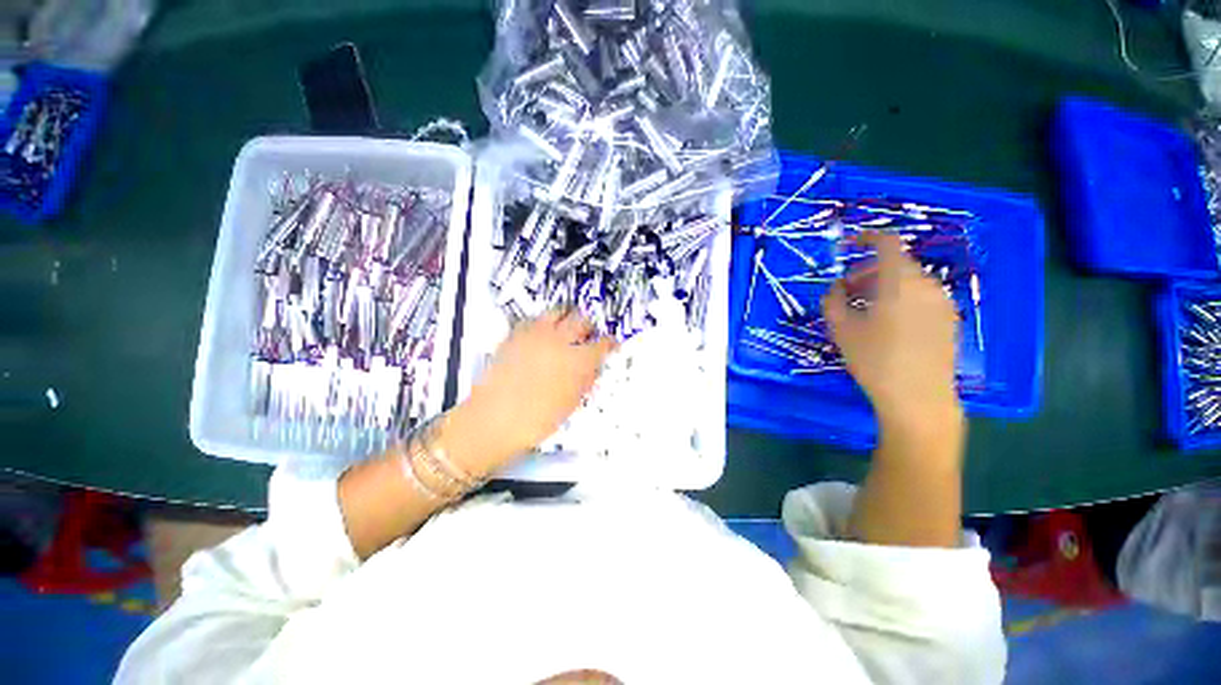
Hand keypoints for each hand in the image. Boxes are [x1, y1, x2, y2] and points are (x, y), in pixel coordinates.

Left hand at [450, 311, 616, 470]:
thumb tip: (593, 367)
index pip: (602, 344)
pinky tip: (541, 335)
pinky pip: (534, 319)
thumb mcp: (571, 403)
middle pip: (581, 319)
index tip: (610, 344)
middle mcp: (559, 341)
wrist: (493, 419)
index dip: (609, 343)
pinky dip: (543, 323)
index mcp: (577, 360)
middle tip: (587, 334)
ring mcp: (536, 334)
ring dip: (567, 317)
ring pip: (558, 311)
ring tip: (565, 328)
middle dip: (588, 326)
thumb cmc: (537, 419)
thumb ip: (586, 380)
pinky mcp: (516, 334)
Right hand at [821, 232, 961, 433]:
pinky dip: (900, 298)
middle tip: (846, 292)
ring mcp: (942, 302)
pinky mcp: (949, 320)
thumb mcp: (841, 329)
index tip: (848, 244)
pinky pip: (921, 297)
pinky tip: (886, 323)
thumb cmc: (874, 359)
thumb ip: (832, 300)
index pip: (887, 243)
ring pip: (908, 281)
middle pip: (896, 264)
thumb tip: (836, 287)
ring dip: (883, 286)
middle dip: (867, 272)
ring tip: (863, 310)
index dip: (866, 238)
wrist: (918, 398)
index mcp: (900, 281)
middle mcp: (927, 285)